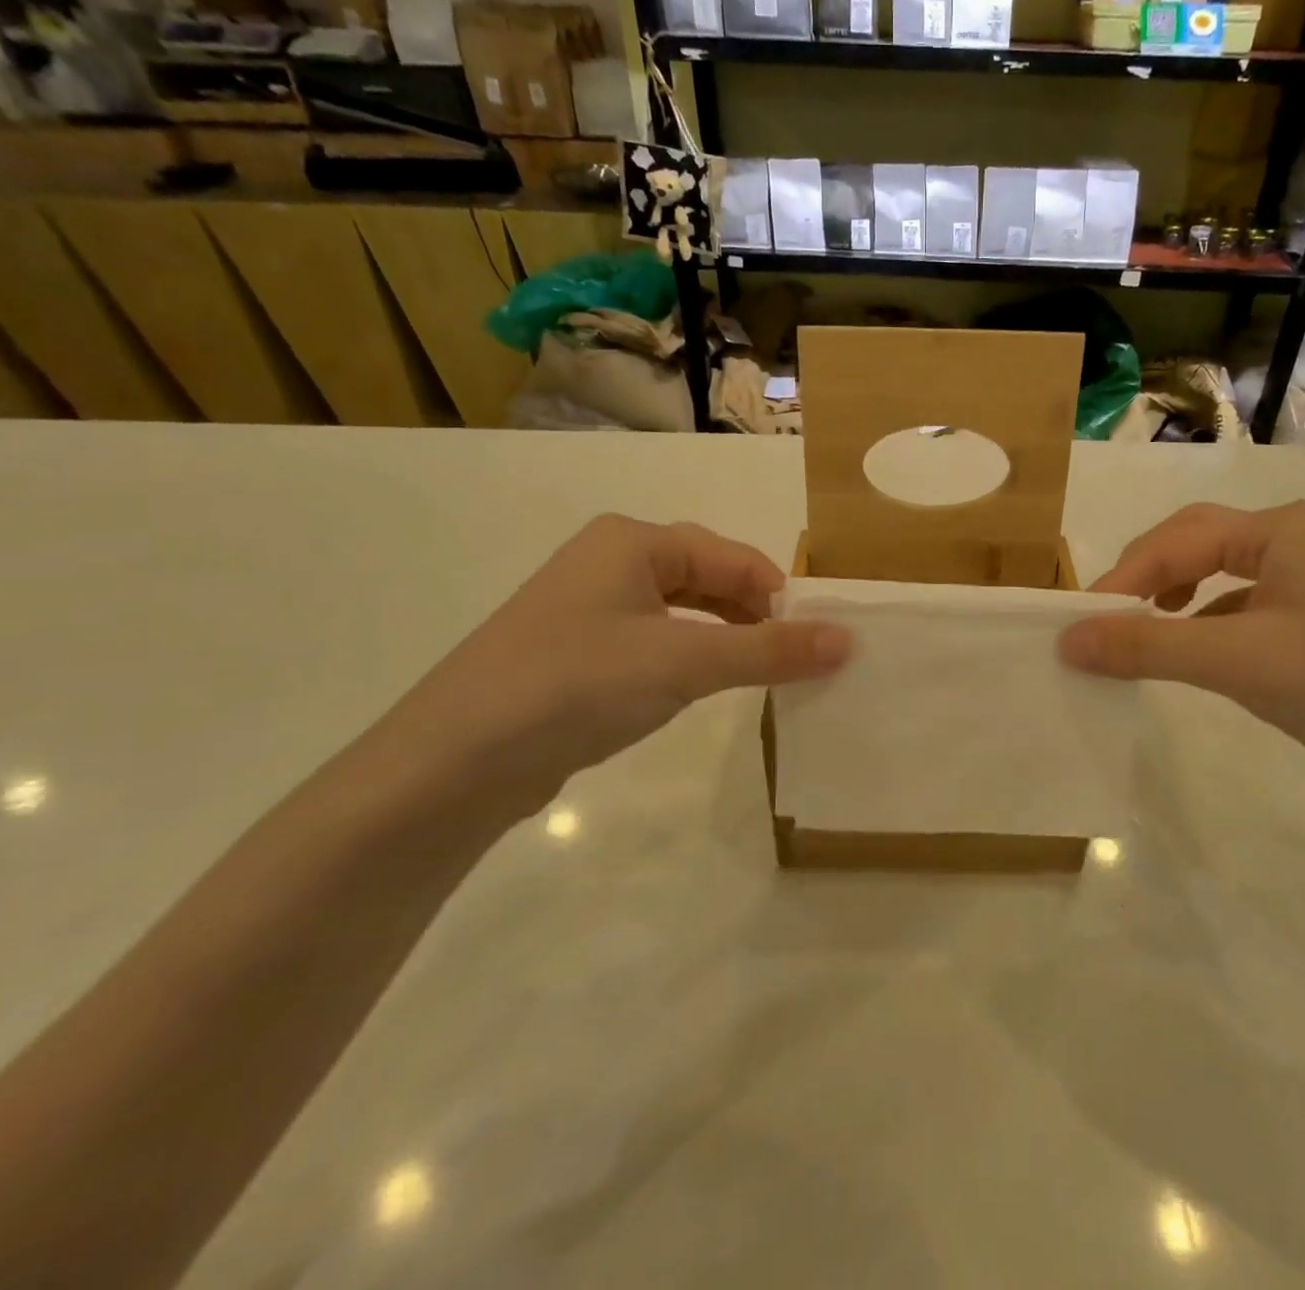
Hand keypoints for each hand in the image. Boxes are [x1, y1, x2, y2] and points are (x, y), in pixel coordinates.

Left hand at [384, 515, 848, 817]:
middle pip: (707, 577)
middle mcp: (610, 563)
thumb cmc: (578, 684)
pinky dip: (692, 659)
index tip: (819, 638)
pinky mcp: (579, 655)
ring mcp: (590, 610)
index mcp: (632, 542)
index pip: (731, 555)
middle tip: (798, 658)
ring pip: (682, 613)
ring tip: (765, 673)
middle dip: (755, 615)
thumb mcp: (684, 662)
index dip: (780, 593)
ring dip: (727, 638)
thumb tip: (848, 640)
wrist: (455, 762)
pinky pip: (656, 643)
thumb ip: (768, 650)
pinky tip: (705, 687)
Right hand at [1059, 502, 1304, 803]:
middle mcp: (1297, 540)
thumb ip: (1147, 646)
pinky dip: (1207, 623)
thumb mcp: (1237, 662)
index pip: (1177, 539)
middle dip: (1146, 578)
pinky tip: (1197, 654)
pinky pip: (1245, 607)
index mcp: (1281, 528)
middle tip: (1107, 620)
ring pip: (1219, 574)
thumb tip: (1066, 640)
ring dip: (1173, 597)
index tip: (1080, 623)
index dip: (1122, 578)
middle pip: (1196, 544)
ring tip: (1144, 630)